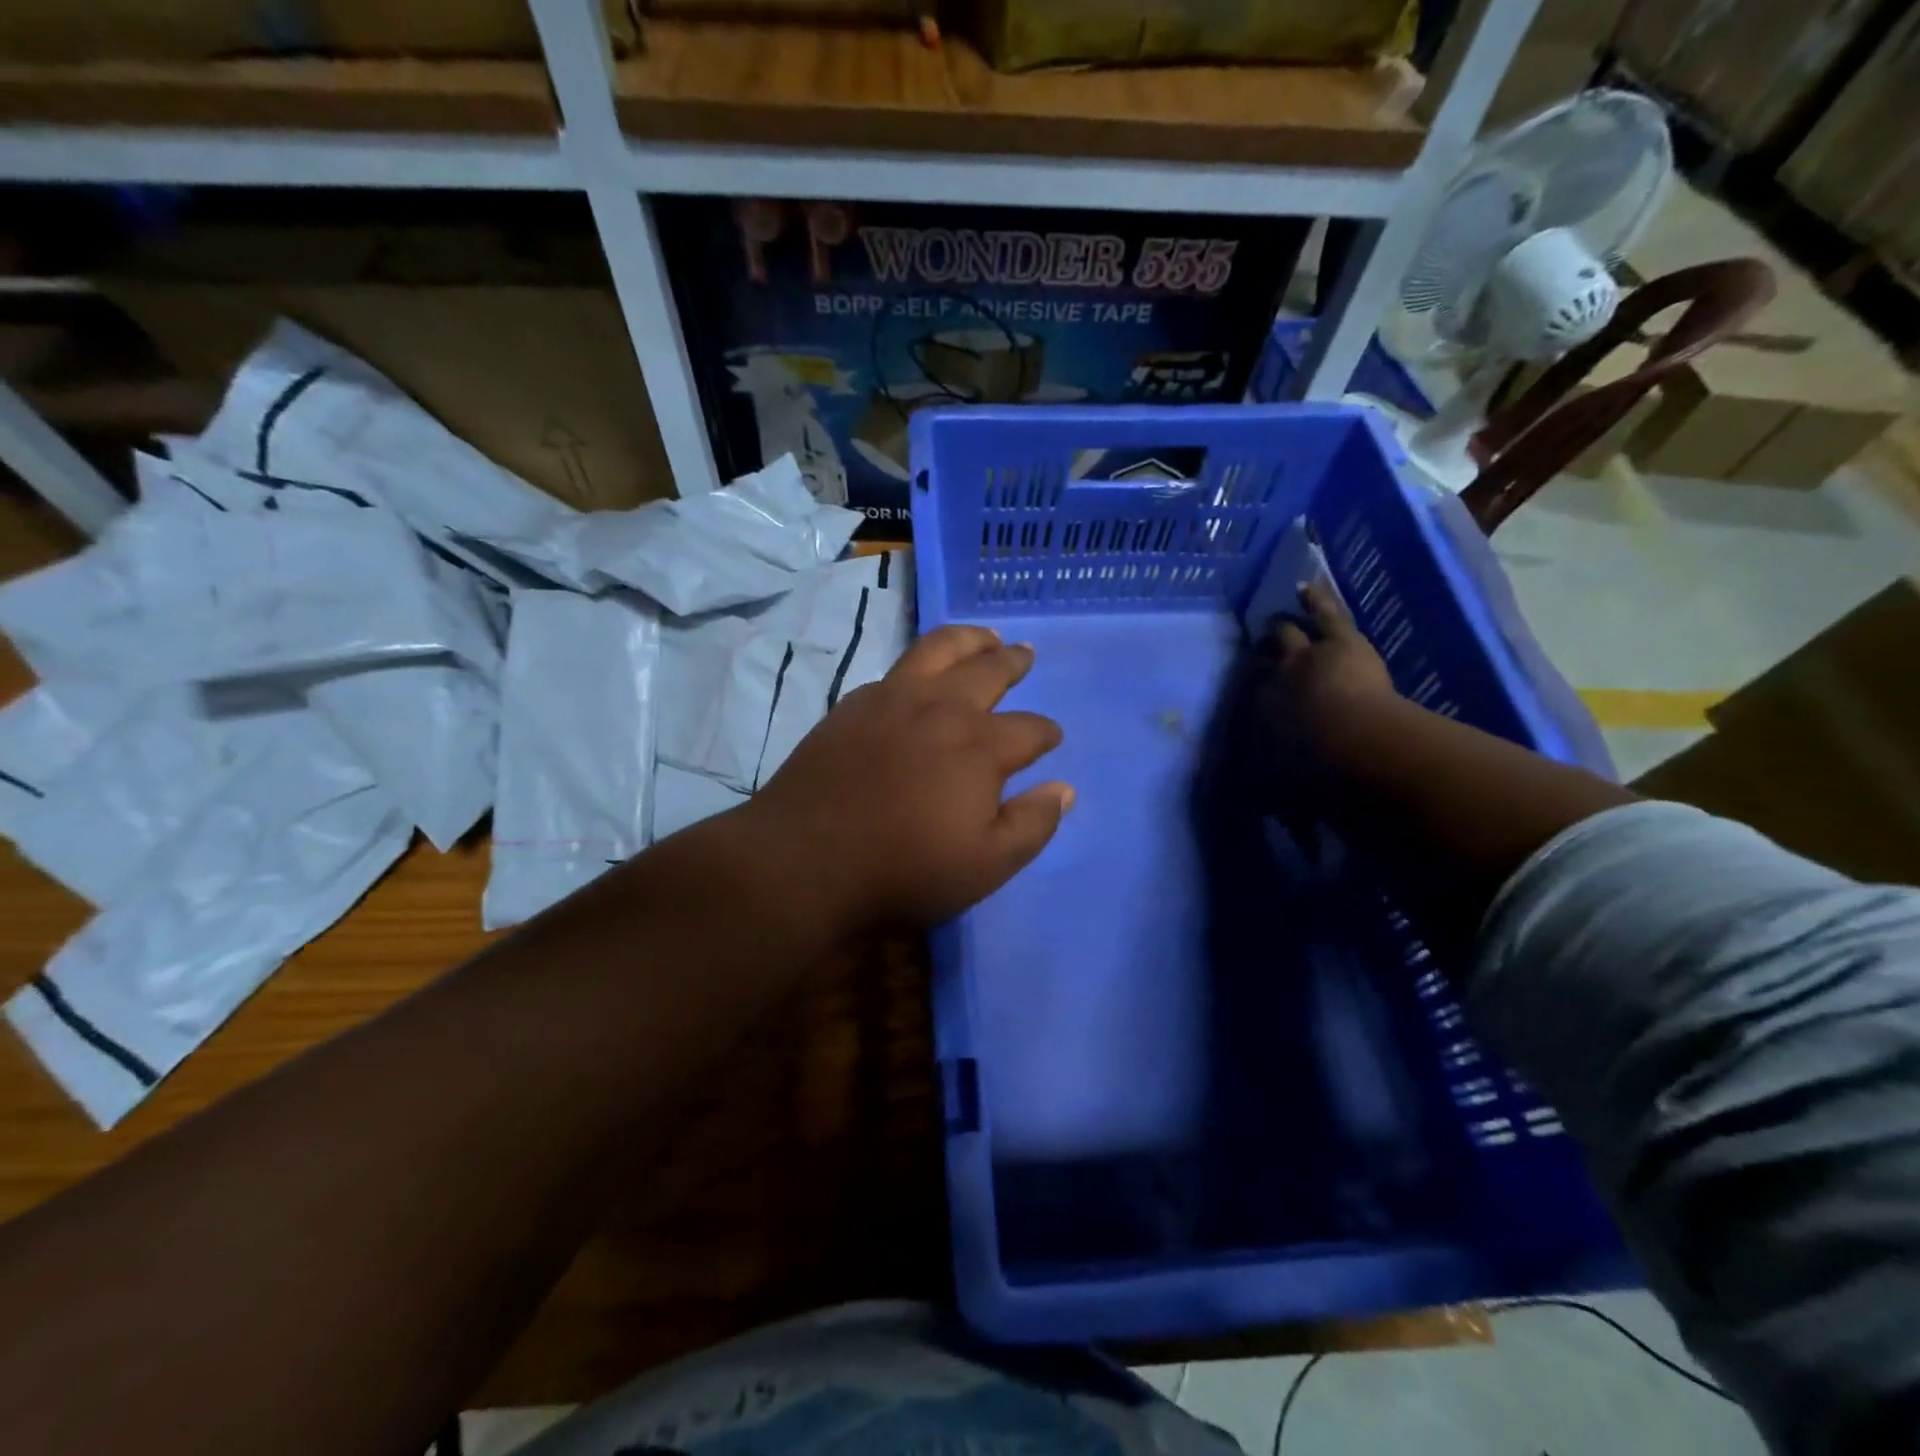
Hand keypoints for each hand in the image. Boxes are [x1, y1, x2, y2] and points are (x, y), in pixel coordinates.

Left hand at [745, 625, 1072, 931]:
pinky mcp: (852, 705)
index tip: (1051, 737)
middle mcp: (941, 708)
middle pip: (988, 670)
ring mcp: (892, 699)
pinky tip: (919, 676)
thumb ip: (1031, 825)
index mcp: (980, 746)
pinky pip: (895, 670)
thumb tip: (1062, 788)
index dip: (1046, 733)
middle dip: (1013, 661)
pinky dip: (919, 665)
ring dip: (969, 639)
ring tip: (984, 636)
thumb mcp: (985, 866)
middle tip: (1025, 654)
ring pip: (939, 649)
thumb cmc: (903, 870)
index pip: (1029, 728)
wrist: (804, 861)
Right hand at [1262, 583, 1397, 767]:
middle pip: (1263, 662)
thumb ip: (1276, 783)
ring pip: (1288, 635)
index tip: (1257, 694)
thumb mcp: (1288, 781)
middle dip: (1262, 656)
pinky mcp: (1337, 642)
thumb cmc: (1317, 771)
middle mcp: (1273, 681)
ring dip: (1282, 628)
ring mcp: (1303, 657)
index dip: (1255, 693)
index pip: (1253, 697)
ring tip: (1276, 619)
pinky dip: (1315, 600)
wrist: (1350, 743)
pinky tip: (1304, 588)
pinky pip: (1324, 615)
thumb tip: (1264, 792)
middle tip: (1260, 650)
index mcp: (1260, 715)